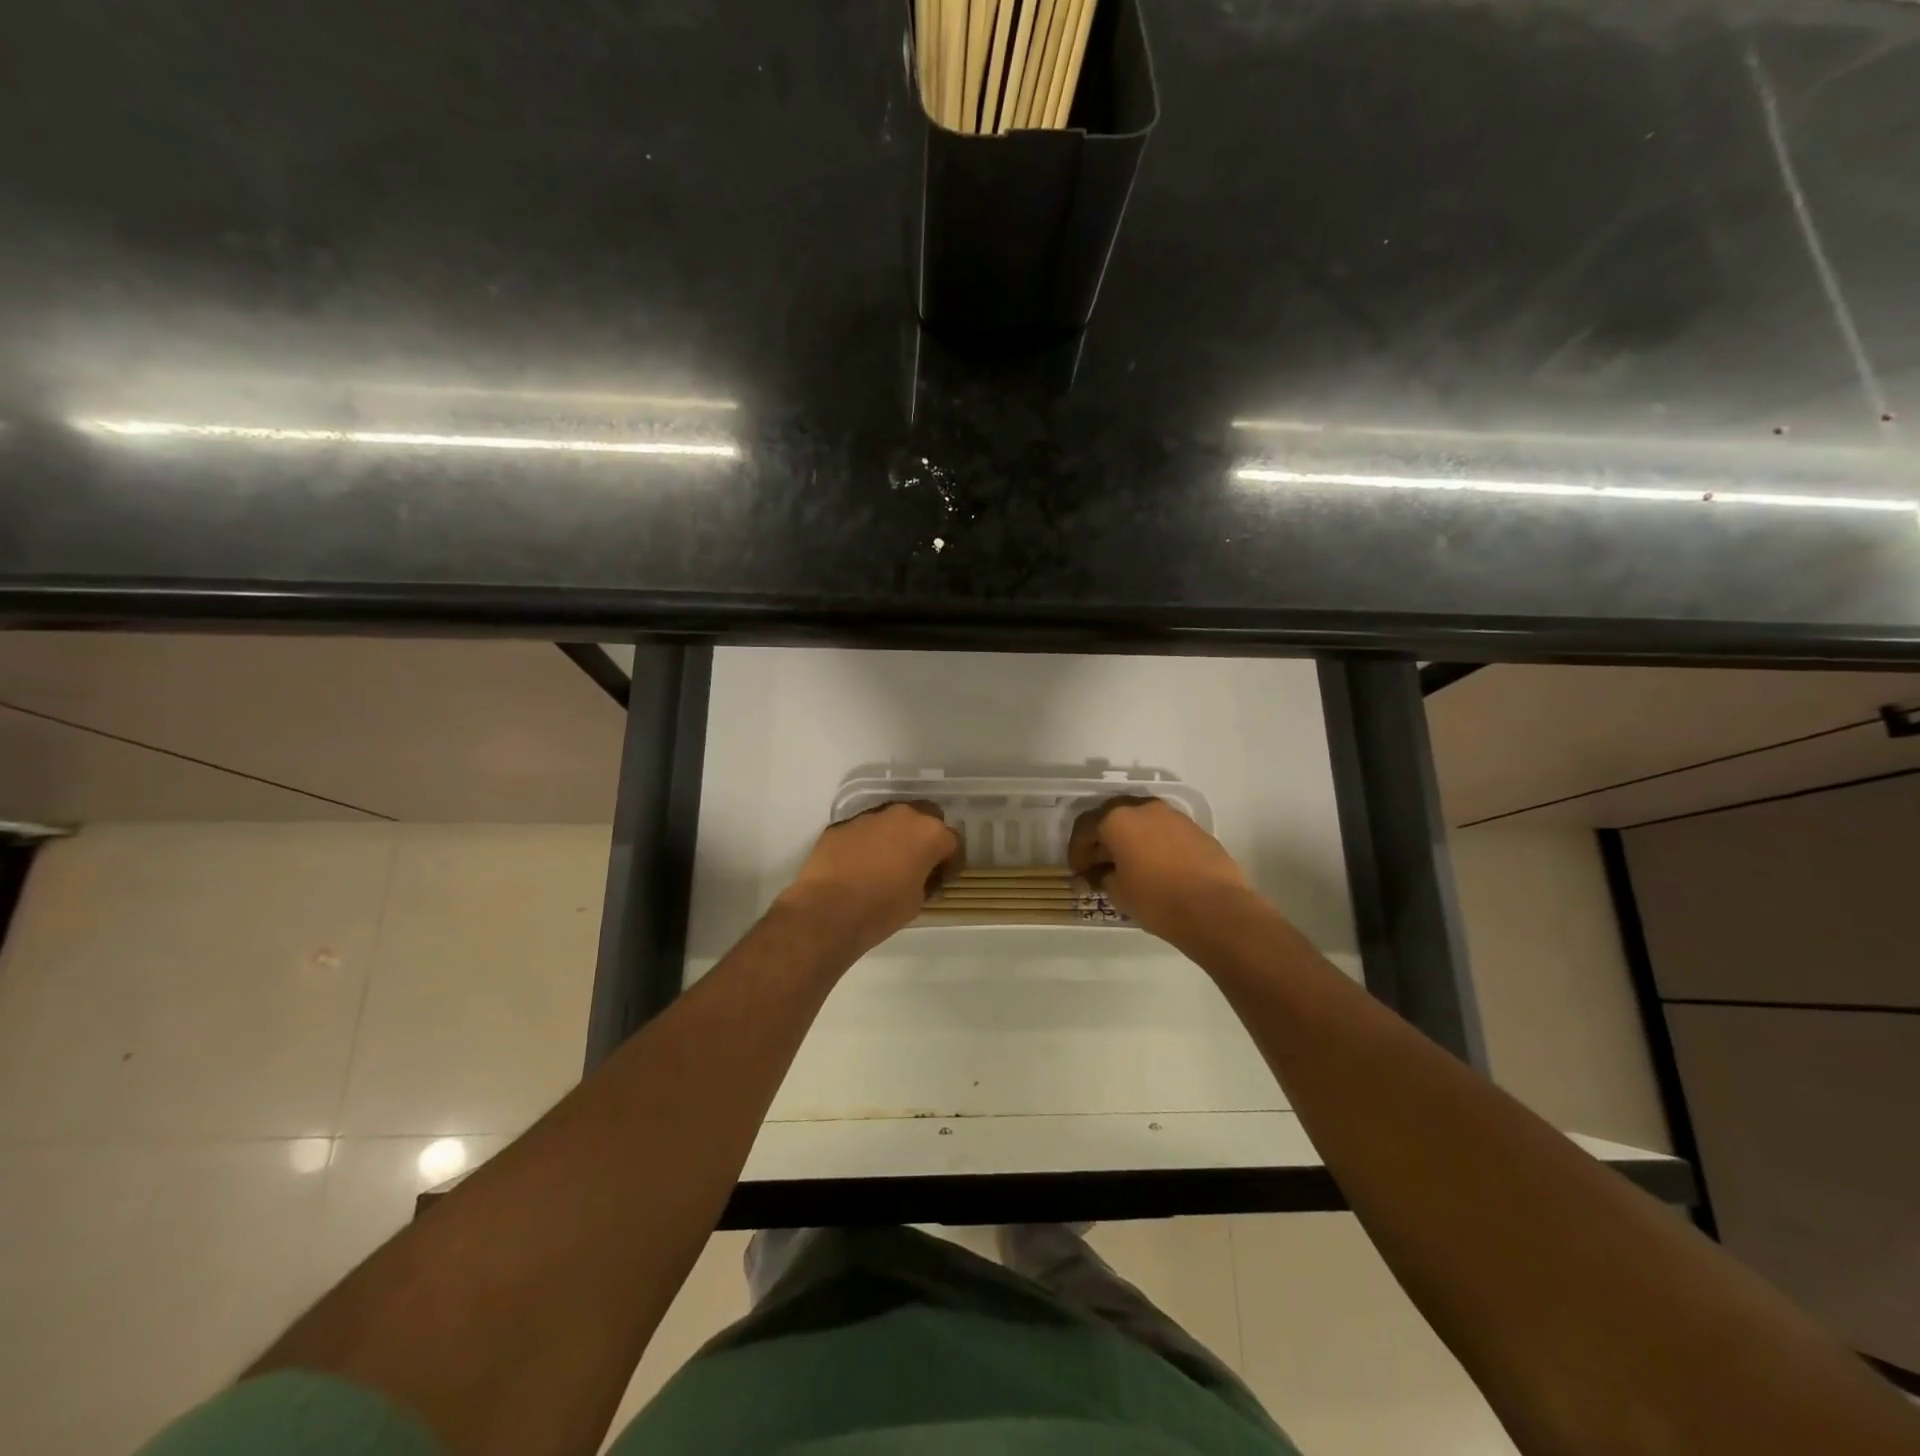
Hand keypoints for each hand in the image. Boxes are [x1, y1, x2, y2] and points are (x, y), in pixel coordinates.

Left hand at [774, 801, 962, 957]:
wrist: (827, 910)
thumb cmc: (882, 909)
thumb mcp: (917, 901)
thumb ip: (926, 881)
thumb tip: (923, 878)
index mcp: (929, 833)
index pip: (952, 841)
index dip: (949, 862)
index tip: (942, 879)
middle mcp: (902, 815)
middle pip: (924, 817)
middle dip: (924, 837)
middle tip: (917, 862)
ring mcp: (869, 816)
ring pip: (891, 821)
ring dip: (894, 837)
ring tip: (885, 863)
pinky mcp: (842, 824)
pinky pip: (863, 830)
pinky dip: (866, 843)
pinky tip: (858, 865)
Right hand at [1069, 796, 1255, 942]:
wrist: (1216, 908)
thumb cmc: (1157, 899)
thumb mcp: (1118, 892)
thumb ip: (1101, 877)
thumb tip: (1099, 874)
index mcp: (1117, 819)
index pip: (1085, 828)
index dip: (1077, 852)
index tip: (1078, 873)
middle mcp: (1144, 808)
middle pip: (1113, 818)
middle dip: (1102, 841)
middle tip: (1099, 866)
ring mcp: (1173, 816)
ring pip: (1141, 822)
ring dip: (1129, 840)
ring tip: (1128, 867)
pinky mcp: (1196, 829)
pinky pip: (1164, 832)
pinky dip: (1153, 844)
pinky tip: (1156, 868)